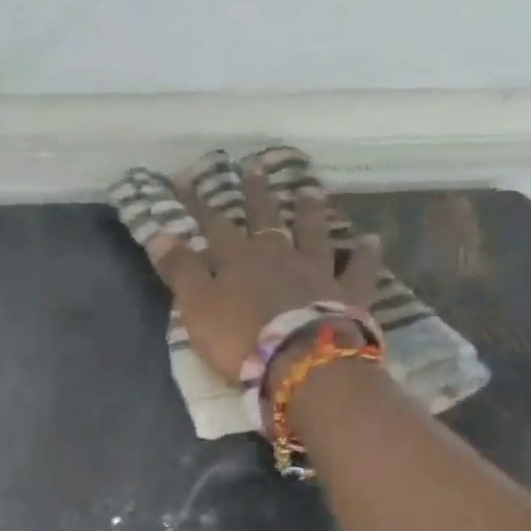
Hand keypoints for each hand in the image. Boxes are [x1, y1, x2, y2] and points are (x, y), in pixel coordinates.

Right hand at [153, 161, 381, 382]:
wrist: (301, 363)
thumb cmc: (240, 338)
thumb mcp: (196, 307)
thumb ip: (180, 270)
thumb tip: (158, 232)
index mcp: (238, 259)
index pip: (212, 224)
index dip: (196, 203)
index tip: (184, 179)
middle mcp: (278, 256)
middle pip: (266, 219)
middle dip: (257, 195)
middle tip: (256, 168)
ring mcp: (316, 272)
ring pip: (313, 234)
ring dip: (311, 212)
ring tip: (311, 189)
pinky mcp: (348, 295)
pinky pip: (358, 269)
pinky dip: (365, 254)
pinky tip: (371, 239)